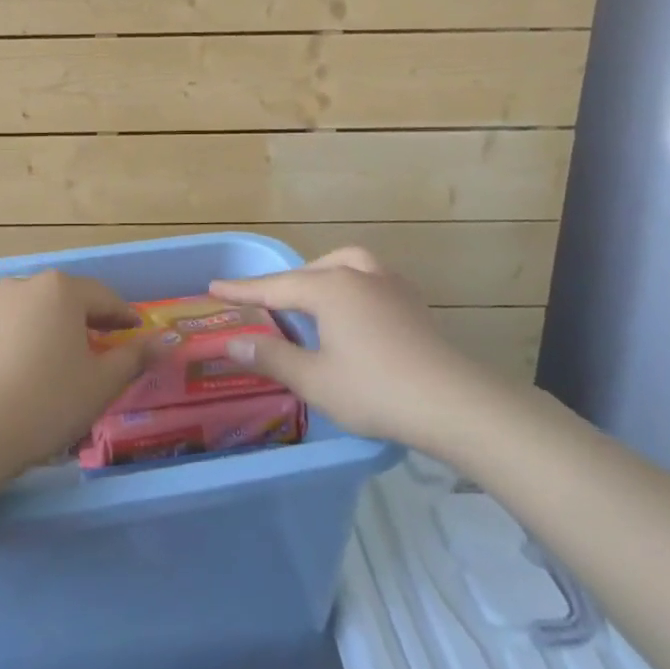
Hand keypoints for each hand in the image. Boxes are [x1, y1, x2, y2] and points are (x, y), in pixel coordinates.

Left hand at [0, 270, 150, 490]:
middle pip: (66, 296)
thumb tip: (168, 340)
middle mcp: (25, 285)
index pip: (104, 298)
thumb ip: (135, 358)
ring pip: (28, 301)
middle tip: (101, 344)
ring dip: (46, 317)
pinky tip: (2, 324)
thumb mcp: (101, 385)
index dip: (123, 316)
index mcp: (63, 291)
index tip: (136, 332)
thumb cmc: (46, 404)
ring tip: (55, 344)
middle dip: (86, 317)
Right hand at [210, 246, 520, 455]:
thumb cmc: (376, 390)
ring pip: (345, 265)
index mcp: (330, 289)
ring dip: (320, 275)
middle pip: (310, 271)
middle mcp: (359, 275)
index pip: (275, 287)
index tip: (213, 287)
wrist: (456, 403)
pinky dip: (348, 284)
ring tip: (308, 295)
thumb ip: (271, 358)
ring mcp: (391, 285)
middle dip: (282, 283)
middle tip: (261, 301)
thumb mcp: (314, 380)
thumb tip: (232, 343)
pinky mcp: (413, 303)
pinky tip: (351, 309)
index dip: (242, 290)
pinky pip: (369, 278)